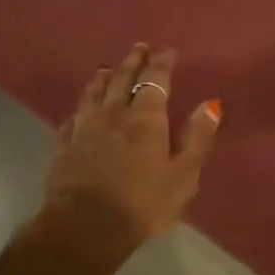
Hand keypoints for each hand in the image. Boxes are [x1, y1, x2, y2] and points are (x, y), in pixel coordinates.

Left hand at [43, 44, 221, 247]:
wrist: (85, 227)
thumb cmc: (143, 204)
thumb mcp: (184, 176)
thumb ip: (198, 138)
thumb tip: (211, 104)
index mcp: (146, 118)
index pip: (155, 80)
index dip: (162, 64)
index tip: (167, 52)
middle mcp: (114, 114)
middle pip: (122, 79)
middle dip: (133, 62)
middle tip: (139, 47)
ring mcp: (84, 129)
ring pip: (93, 94)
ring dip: (103, 78)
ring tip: (106, 68)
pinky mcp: (64, 147)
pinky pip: (72, 119)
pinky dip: (80, 109)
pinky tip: (79, 110)